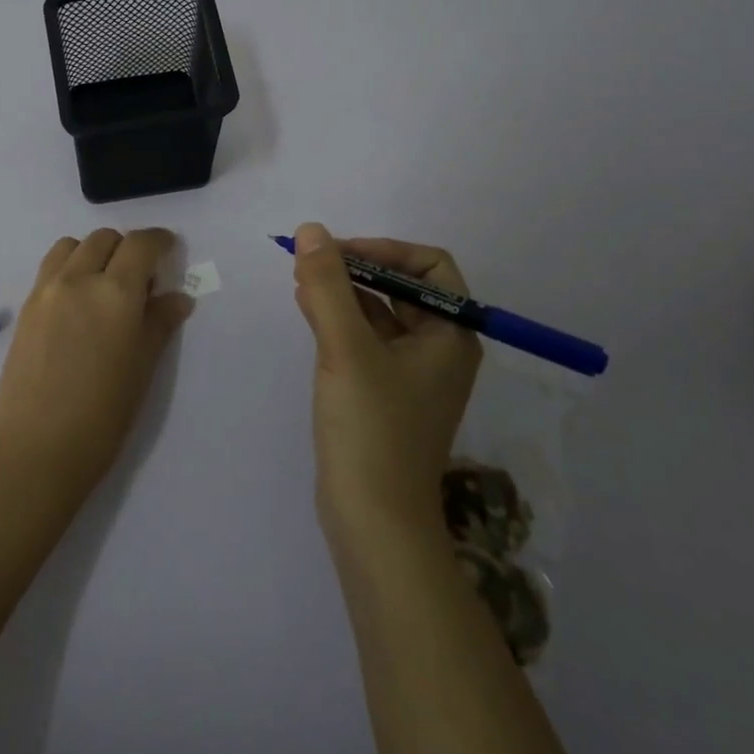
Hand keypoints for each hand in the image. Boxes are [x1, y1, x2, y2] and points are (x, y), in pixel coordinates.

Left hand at [0, 228, 193, 501]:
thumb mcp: (143, 368)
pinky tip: (78, 302)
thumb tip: (177, 298)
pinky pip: (50, 268)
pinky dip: (69, 268)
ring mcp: (46, 290)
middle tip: (139, 280)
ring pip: (72, 245)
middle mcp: (78, 279)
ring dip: (94, 252)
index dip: (159, 241)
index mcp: (115, 292)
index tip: (169, 249)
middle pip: (104, 238)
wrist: (36, 449)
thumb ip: (159, 323)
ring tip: (104, 285)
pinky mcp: (26, 307)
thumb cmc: (102, 415)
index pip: (141, 244)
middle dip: (127, 248)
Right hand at [289, 222, 482, 542]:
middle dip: (357, 268)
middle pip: (402, 288)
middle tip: (310, 262)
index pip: (428, 267)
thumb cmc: (371, 429)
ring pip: (380, 314)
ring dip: (344, 292)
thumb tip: (311, 230)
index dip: (382, 249)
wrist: (374, 522)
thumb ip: (328, 286)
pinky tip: (308, 312)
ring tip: (302, 282)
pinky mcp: (385, 394)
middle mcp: (439, 350)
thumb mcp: (346, 349)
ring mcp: (412, 375)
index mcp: (451, 335)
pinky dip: (340, 321)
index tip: (336, 253)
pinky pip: (366, 341)